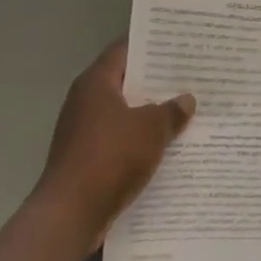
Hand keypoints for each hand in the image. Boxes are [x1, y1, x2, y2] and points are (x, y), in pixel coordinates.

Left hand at [32, 39, 194, 247]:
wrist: (69, 216)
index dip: (152, 46)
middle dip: (156, 82)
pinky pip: (120, 141)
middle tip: (191, 76)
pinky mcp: (86, 160)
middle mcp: (85, 102)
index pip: (125, 50)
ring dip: (150, 114)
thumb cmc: (110, 157)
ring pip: (124, 114)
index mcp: (96, 83)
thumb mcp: (151, 128)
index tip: (178, 44)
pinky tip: (167, 145)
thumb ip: (172, 111)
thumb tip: (186, 100)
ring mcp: (83, 132)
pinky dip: (140, 141)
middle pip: (126, 83)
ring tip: (186, 109)